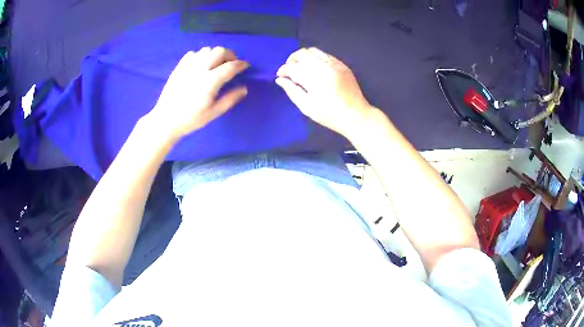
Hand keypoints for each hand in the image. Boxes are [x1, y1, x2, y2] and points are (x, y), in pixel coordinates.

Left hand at [146, 47, 248, 139]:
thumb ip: (230, 99)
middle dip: (229, 55)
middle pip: (219, 51)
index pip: (230, 66)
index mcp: (210, 82)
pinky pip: (193, 53)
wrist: (165, 120)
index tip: (245, 66)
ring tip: (215, 65)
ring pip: (206, 50)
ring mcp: (188, 66)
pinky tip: (200, 66)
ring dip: (215, 55)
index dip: (241, 64)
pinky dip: (200, 56)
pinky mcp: (179, 67)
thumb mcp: (214, 113)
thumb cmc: (191, 119)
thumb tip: (244, 88)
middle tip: (231, 64)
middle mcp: (200, 69)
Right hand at [276, 47, 373, 137]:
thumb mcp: (307, 107)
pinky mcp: (343, 65)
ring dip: (303, 57)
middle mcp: (325, 67)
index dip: (283, 70)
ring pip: (314, 51)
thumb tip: (280, 79)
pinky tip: (315, 68)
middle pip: (302, 53)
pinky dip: (316, 58)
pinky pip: (325, 55)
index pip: (293, 67)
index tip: (280, 76)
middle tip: (289, 70)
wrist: (356, 116)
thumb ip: (292, 91)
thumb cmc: (330, 115)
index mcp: (315, 79)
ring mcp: (335, 64)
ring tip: (301, 67)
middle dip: (292, 60)